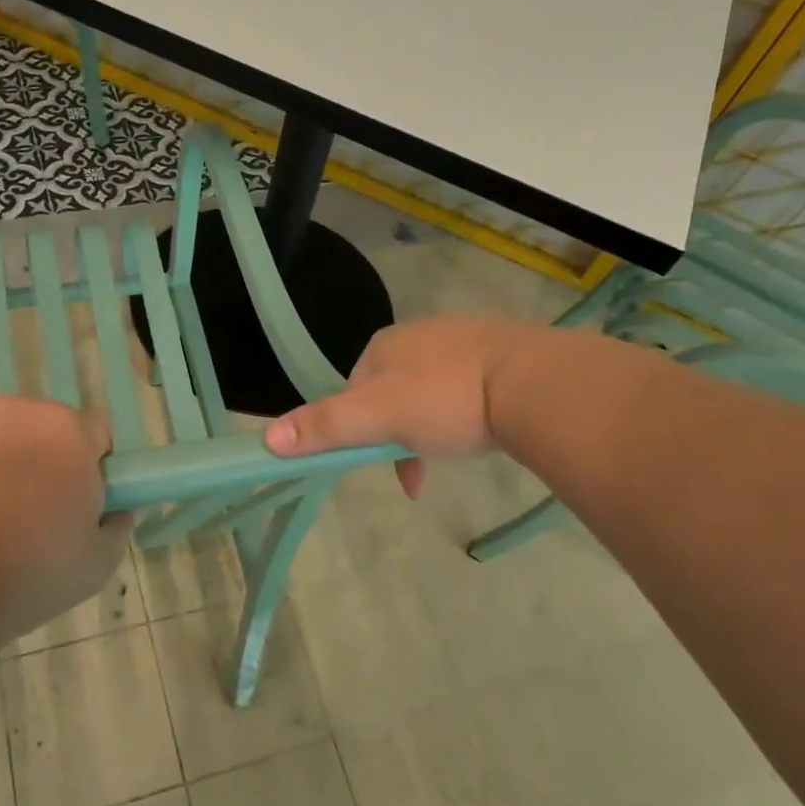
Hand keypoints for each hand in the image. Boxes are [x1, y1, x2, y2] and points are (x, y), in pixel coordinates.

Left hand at [0, 397, 132, 646]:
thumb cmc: (18, 576)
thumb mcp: (92, 568)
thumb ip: (115, 530)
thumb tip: (118, 511)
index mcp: (67, 433)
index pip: (93, 433)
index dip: (87, 468)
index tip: (71, 505)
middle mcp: (13, 408)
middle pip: (33, 429)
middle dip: (30, 462)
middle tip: (14, 519)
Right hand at [265, 317, 545, 496]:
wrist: (536, 383)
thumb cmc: (448, 399)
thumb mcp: (378, 418)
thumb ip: (325, 426)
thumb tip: (267, 438)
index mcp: (384, 346)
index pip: (353, 392)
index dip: (358, 431)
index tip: (378, 463)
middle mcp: (418, 336)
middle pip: (389, 395)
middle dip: (395, 435)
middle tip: (417, 469)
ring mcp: (461, 342)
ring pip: (428, 395)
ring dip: (429, 431)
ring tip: (451, 454)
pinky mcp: (498, 355)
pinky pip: (464, 391)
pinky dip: (462, 417)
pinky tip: (480, 433)